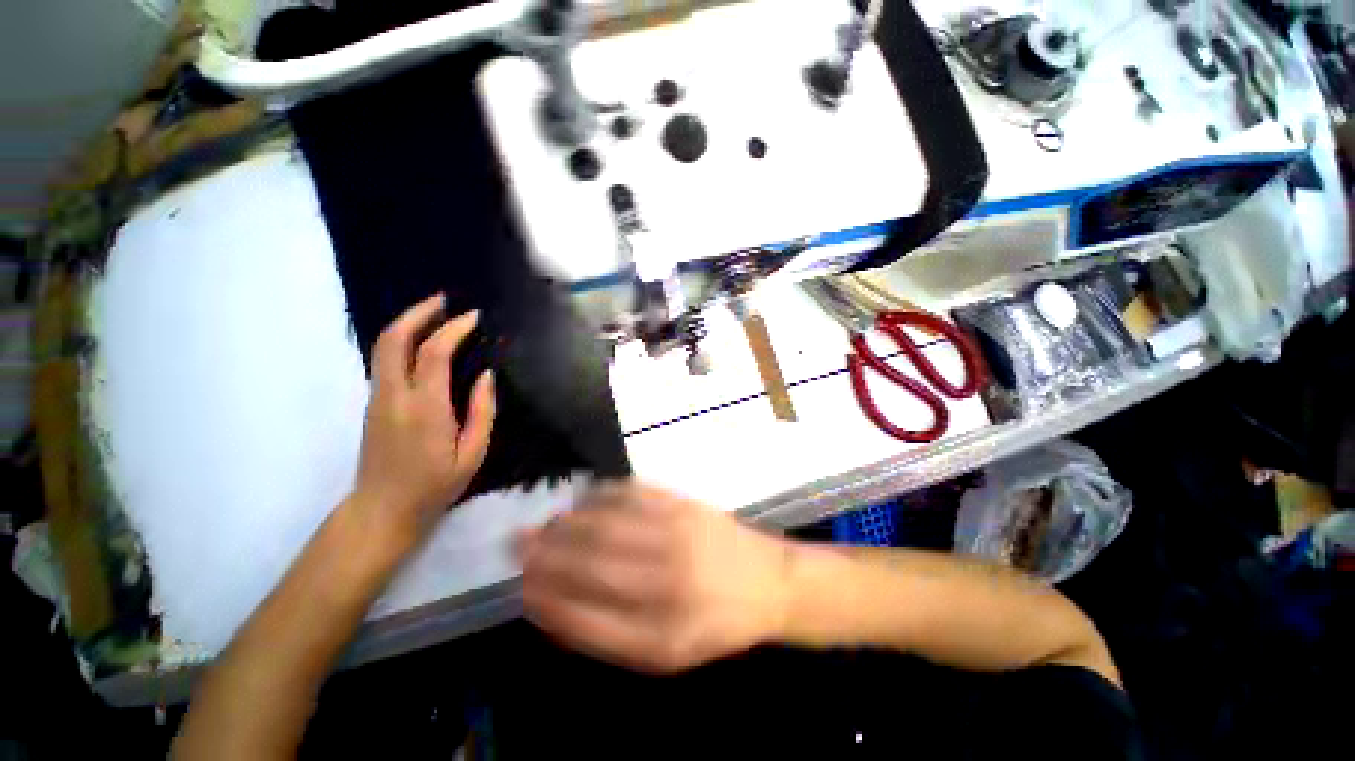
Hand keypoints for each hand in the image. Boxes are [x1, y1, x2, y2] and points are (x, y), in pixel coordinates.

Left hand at [352, 294, 496, 543]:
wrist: (382, 510)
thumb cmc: (435, 485)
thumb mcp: (473, 453)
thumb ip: (482, 411)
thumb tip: (486, 375)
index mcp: (424, 409)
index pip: (433, 353)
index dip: (453, 329)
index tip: (475, 318)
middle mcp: (394, 396)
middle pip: (393, 339)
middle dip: (418, 313)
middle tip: (443, 299)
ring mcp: (378, 398)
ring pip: (383, 347)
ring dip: (407, 323)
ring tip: (434, 312)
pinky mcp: (373, 404)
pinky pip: (384, 360)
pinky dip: (401, 340)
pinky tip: (422, 341)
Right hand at [517, 481, 790, 673]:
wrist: (769, 582)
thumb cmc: (716, 623)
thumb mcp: (668, 653)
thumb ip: (613, 637)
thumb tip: (559, 612)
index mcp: (660, 635)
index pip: (584, 619)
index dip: (545, 601)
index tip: (522, 587)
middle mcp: (666, 583)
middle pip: (590, 564)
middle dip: (545, 554)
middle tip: (517, 544)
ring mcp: (676, 536)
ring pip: (606, 524)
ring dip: (567, 522)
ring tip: (545, 523)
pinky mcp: (684, 504)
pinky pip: (632, 493)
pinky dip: (601, 494)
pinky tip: (585, 499)